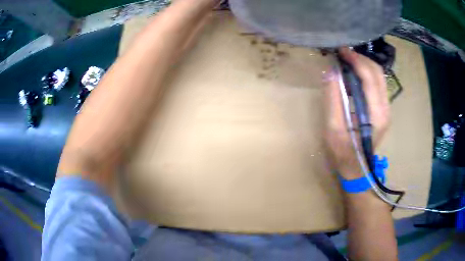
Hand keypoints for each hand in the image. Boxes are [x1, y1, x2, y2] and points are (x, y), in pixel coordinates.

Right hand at [324, 48, 390, 178]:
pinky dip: (367, 74)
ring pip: (380, 77)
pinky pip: (378, 84)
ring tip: (347, 60)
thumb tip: (331, 72)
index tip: (341, 51)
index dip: (355, 61)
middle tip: (343, 54)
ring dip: (364, 64)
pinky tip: (354, 74)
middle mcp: (385, 109)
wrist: (357, 169)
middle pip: (378, 73)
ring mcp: (386, 109)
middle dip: (361, 59)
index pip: (369, 78)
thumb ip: (333, 99)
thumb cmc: (343, 153)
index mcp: (375, 114)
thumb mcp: (333, 129)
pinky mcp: (383, 110)